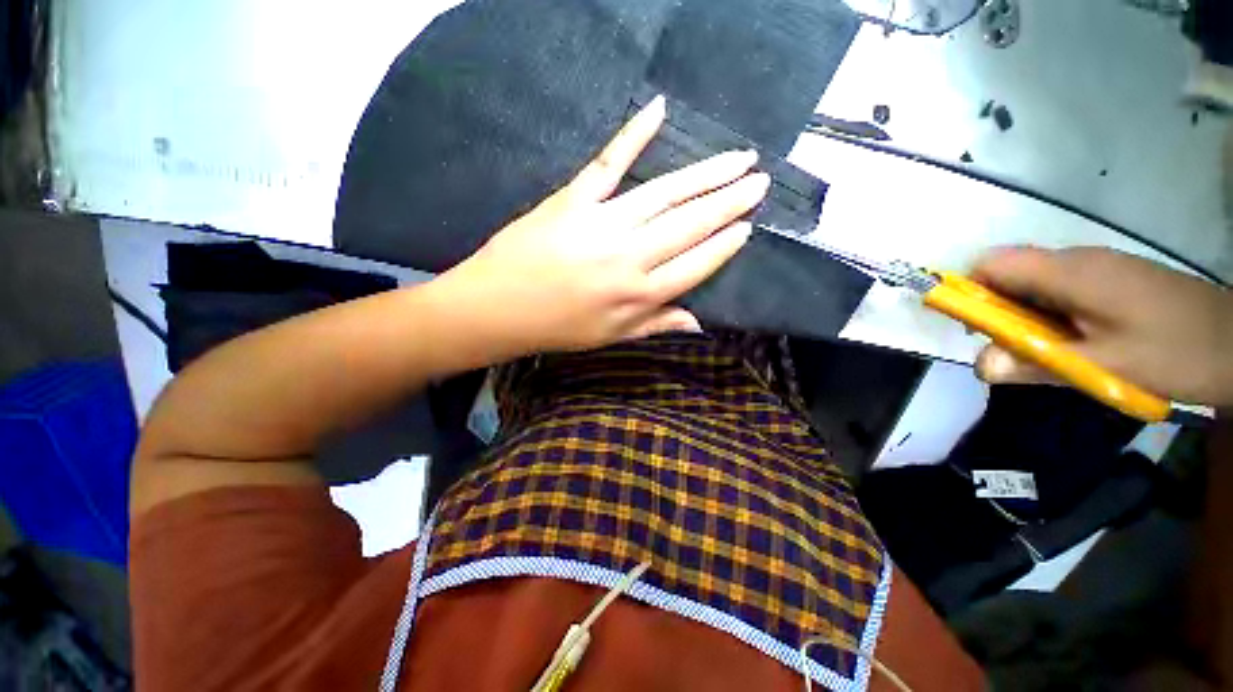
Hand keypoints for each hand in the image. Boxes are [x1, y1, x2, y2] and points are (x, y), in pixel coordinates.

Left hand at [435, 95, 769, 353]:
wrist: (497, 308)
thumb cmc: (557, 327)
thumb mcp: (610, 336)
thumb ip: (656, 325)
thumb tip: (699, 322)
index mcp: (639, 295)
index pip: (695, 265)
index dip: (723, 246)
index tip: (747, 226)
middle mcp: (629, 258)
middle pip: (689, 225)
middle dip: (728, 203)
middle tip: (758, 182)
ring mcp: (602, 224)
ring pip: (664, 194)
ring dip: (705, 174)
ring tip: (739, 159)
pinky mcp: (573, 199)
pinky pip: (609, 163)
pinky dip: (633, 135)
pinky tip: (659, 111)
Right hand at [971, 246, 1232, 406]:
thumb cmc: (1175, 352)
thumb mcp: (1105, 366)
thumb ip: (1038, 363)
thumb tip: (980, 365)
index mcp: (1070, 273)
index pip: (992, 264)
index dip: (968, 289)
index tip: (969, 326)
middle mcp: (1077, 260)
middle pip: (1009, 272)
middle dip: (993, 307)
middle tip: (1006, 348)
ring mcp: (1097, 267)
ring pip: (1033, 282)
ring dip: (1022, 314)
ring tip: (1041, 350)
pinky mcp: (1110, 278)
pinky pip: (1059, 288)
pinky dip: (1047, 312)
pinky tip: (1071, 340)